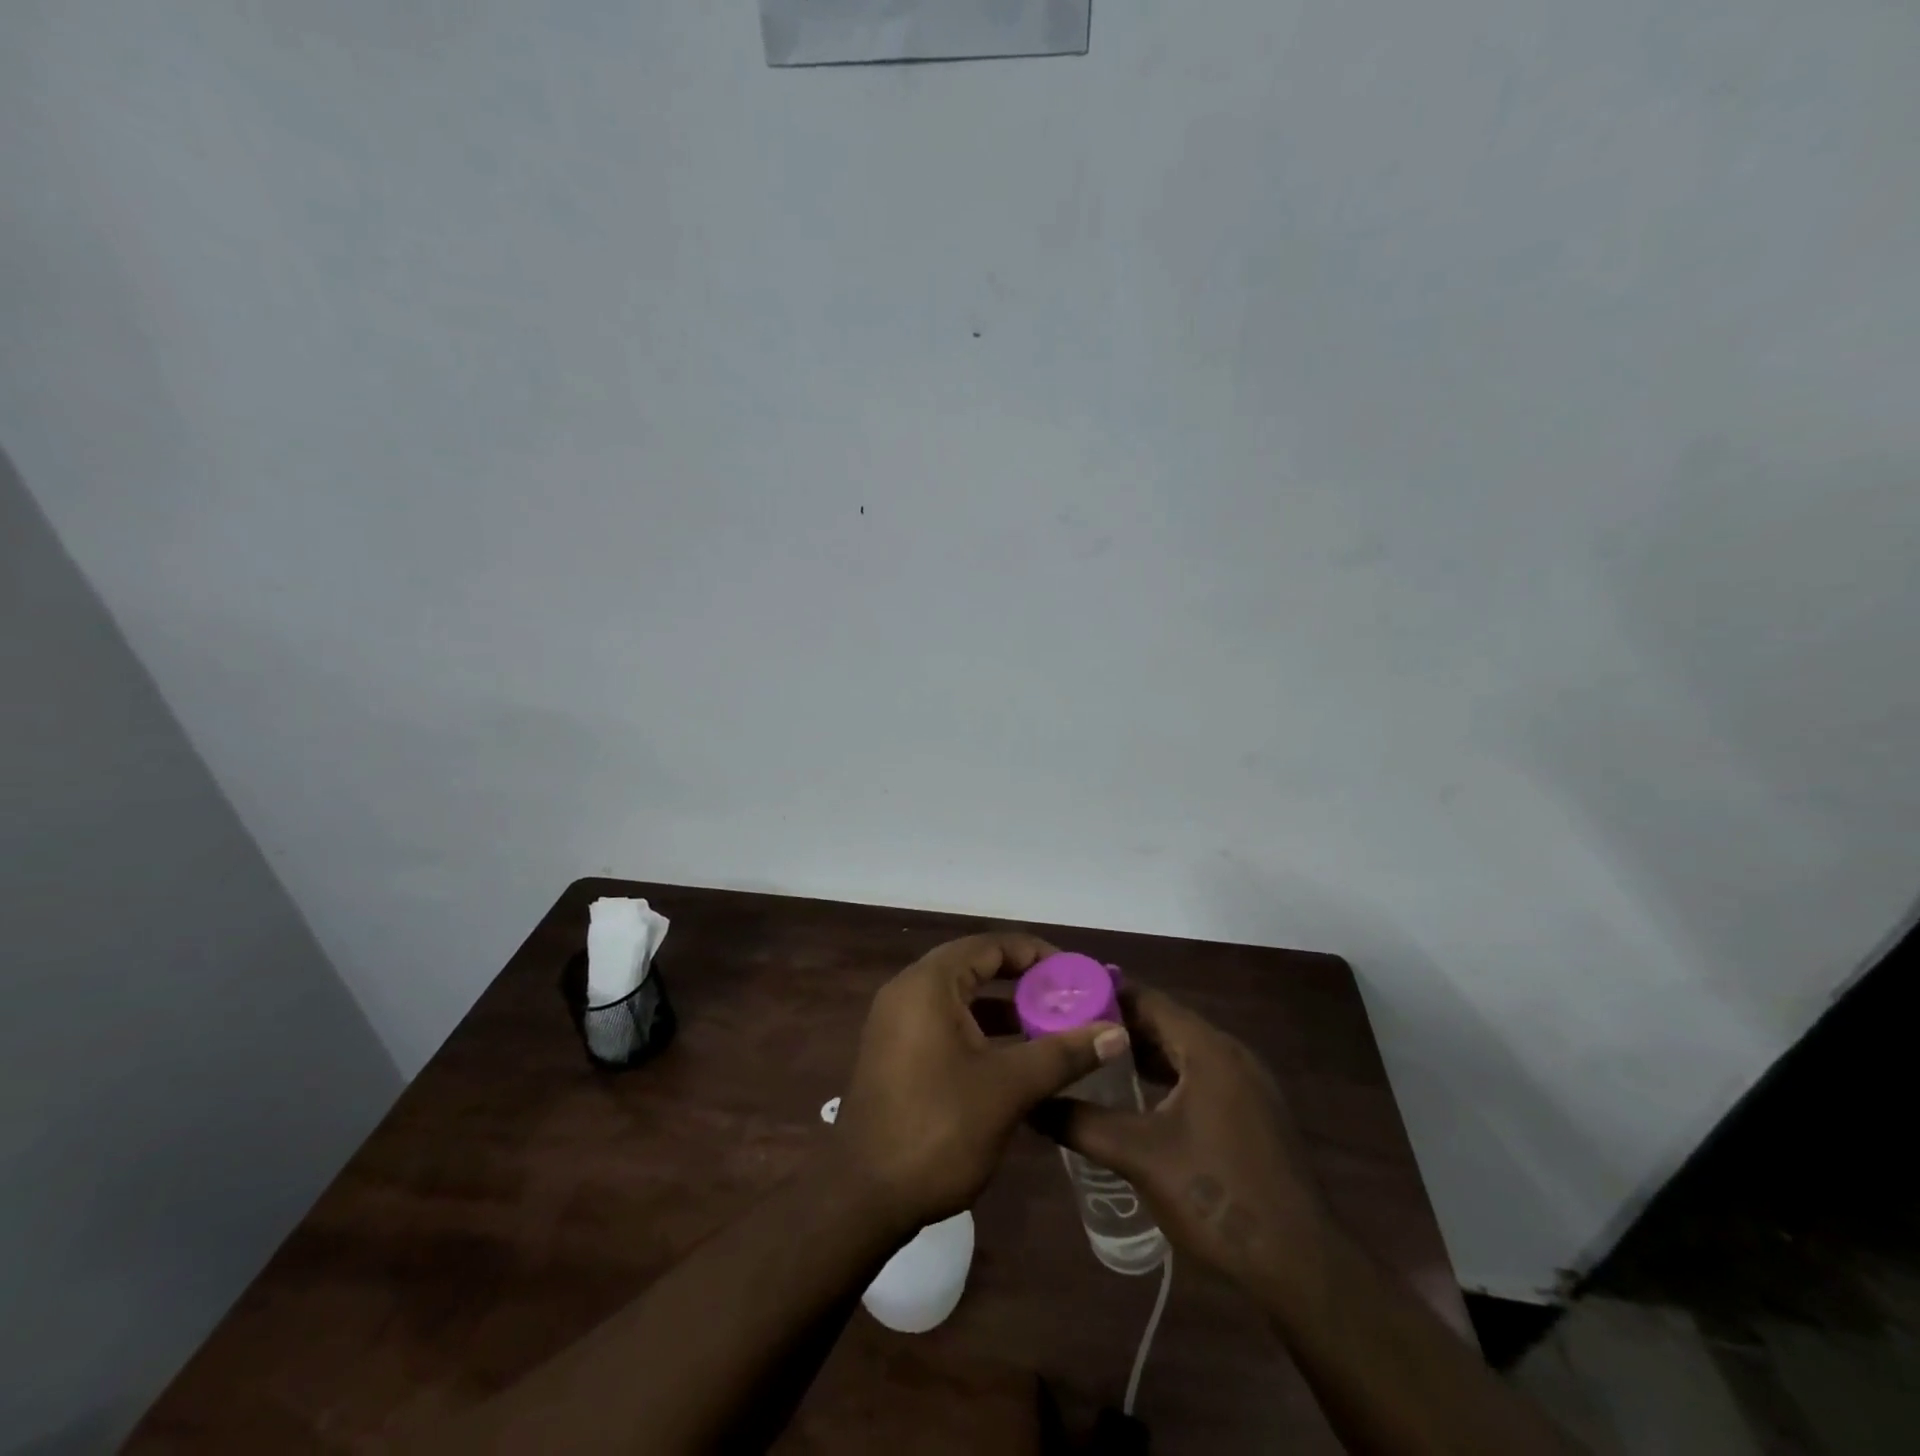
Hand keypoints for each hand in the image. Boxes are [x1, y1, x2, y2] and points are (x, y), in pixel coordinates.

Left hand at [832, 932, 1130, 1231]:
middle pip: (976, 967)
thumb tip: (1117, 1032)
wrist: (863, 1199)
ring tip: (1052, 1028)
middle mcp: (908, 991)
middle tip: (1069, 1000)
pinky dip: (982, 1032)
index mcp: (928, 984)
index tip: (1077, 976)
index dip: (1038, 955)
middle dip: (1025, 982)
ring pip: (962, 999)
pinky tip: (1016, 1060)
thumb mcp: (1008, 1088)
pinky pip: (947, 1024)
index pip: (991, 946)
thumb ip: (1063, 1053)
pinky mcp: (896, 1053)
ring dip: (1005, 1009)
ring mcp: (897, 1023)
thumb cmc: (937, 1129)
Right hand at [1033, 984, 1330, 1295]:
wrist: (1302, 1265)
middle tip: (1068, 1028)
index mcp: (1207, 1049)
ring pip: (1182, 1051)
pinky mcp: (1252, 1112)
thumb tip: (1031, 1104)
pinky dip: (1166, 1076)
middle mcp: (1230, 1053)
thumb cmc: (1218, 1196)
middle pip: (1165, 1022)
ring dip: (1140, 1051)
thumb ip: (1081, 1124)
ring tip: (1091, 1056)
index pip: (1147, 1000)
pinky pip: (1199, 1075)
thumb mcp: (1139, 1157)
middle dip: (1117, 1024)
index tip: (1062, 997)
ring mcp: (1247, 1083)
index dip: (1103, 994)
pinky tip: (1136, 1095)